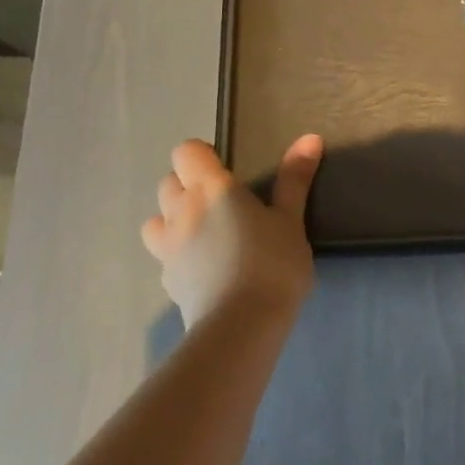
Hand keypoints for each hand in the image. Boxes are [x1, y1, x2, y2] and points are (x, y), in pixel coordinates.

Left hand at [141, 136, 322, 326]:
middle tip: (222, 202)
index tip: (227, 169)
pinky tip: (205, 269)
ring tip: (205, 233)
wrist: (241, 326)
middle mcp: (181, 212)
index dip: (202, 155)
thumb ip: (295, 179)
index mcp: (210, 189)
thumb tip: (309, 138)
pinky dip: (178, 254)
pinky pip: (164, 256)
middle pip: (168, 183)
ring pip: (155, 220)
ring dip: (173, 219)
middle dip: (188, 185)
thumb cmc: (272, 263)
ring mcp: (168, 249)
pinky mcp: (167, 281)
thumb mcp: (291, 220)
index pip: (186, 152)